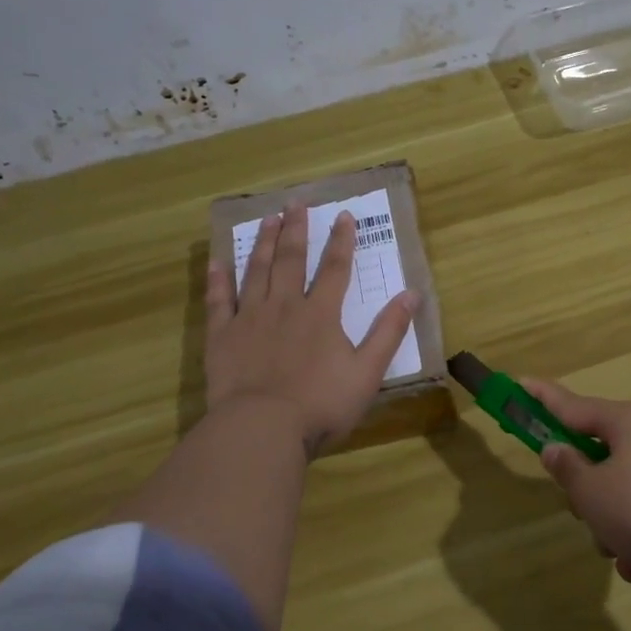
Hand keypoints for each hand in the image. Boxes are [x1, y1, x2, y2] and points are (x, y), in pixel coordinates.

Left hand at [205, 205, 417, 455]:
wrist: (262, 429)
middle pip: (290, 260)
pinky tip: (217, 261)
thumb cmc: (321, 404)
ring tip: (266, 219)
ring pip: (256, 271)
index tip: (343, 215)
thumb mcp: (368, 372)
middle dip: (295, 229)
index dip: (341, 240)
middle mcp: (284, 306)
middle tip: (295, 202)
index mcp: (321, 314)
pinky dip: (218, 279)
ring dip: (262, 243)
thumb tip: (412, 294)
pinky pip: (219, 300)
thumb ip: (389, 331)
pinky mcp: (222, 336)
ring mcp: (250, 318)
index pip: (334, 268)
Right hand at [523, 379, 630, 592]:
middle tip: (588, 515)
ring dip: (613, 525)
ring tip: (625, 552)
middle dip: (587, 493)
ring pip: (621, 491)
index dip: (542, 398)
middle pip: (598, 455)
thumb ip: (568, 469)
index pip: (572, 405)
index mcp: (627, 421)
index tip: (519, 384)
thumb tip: (557, 448)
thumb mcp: (594, 494)